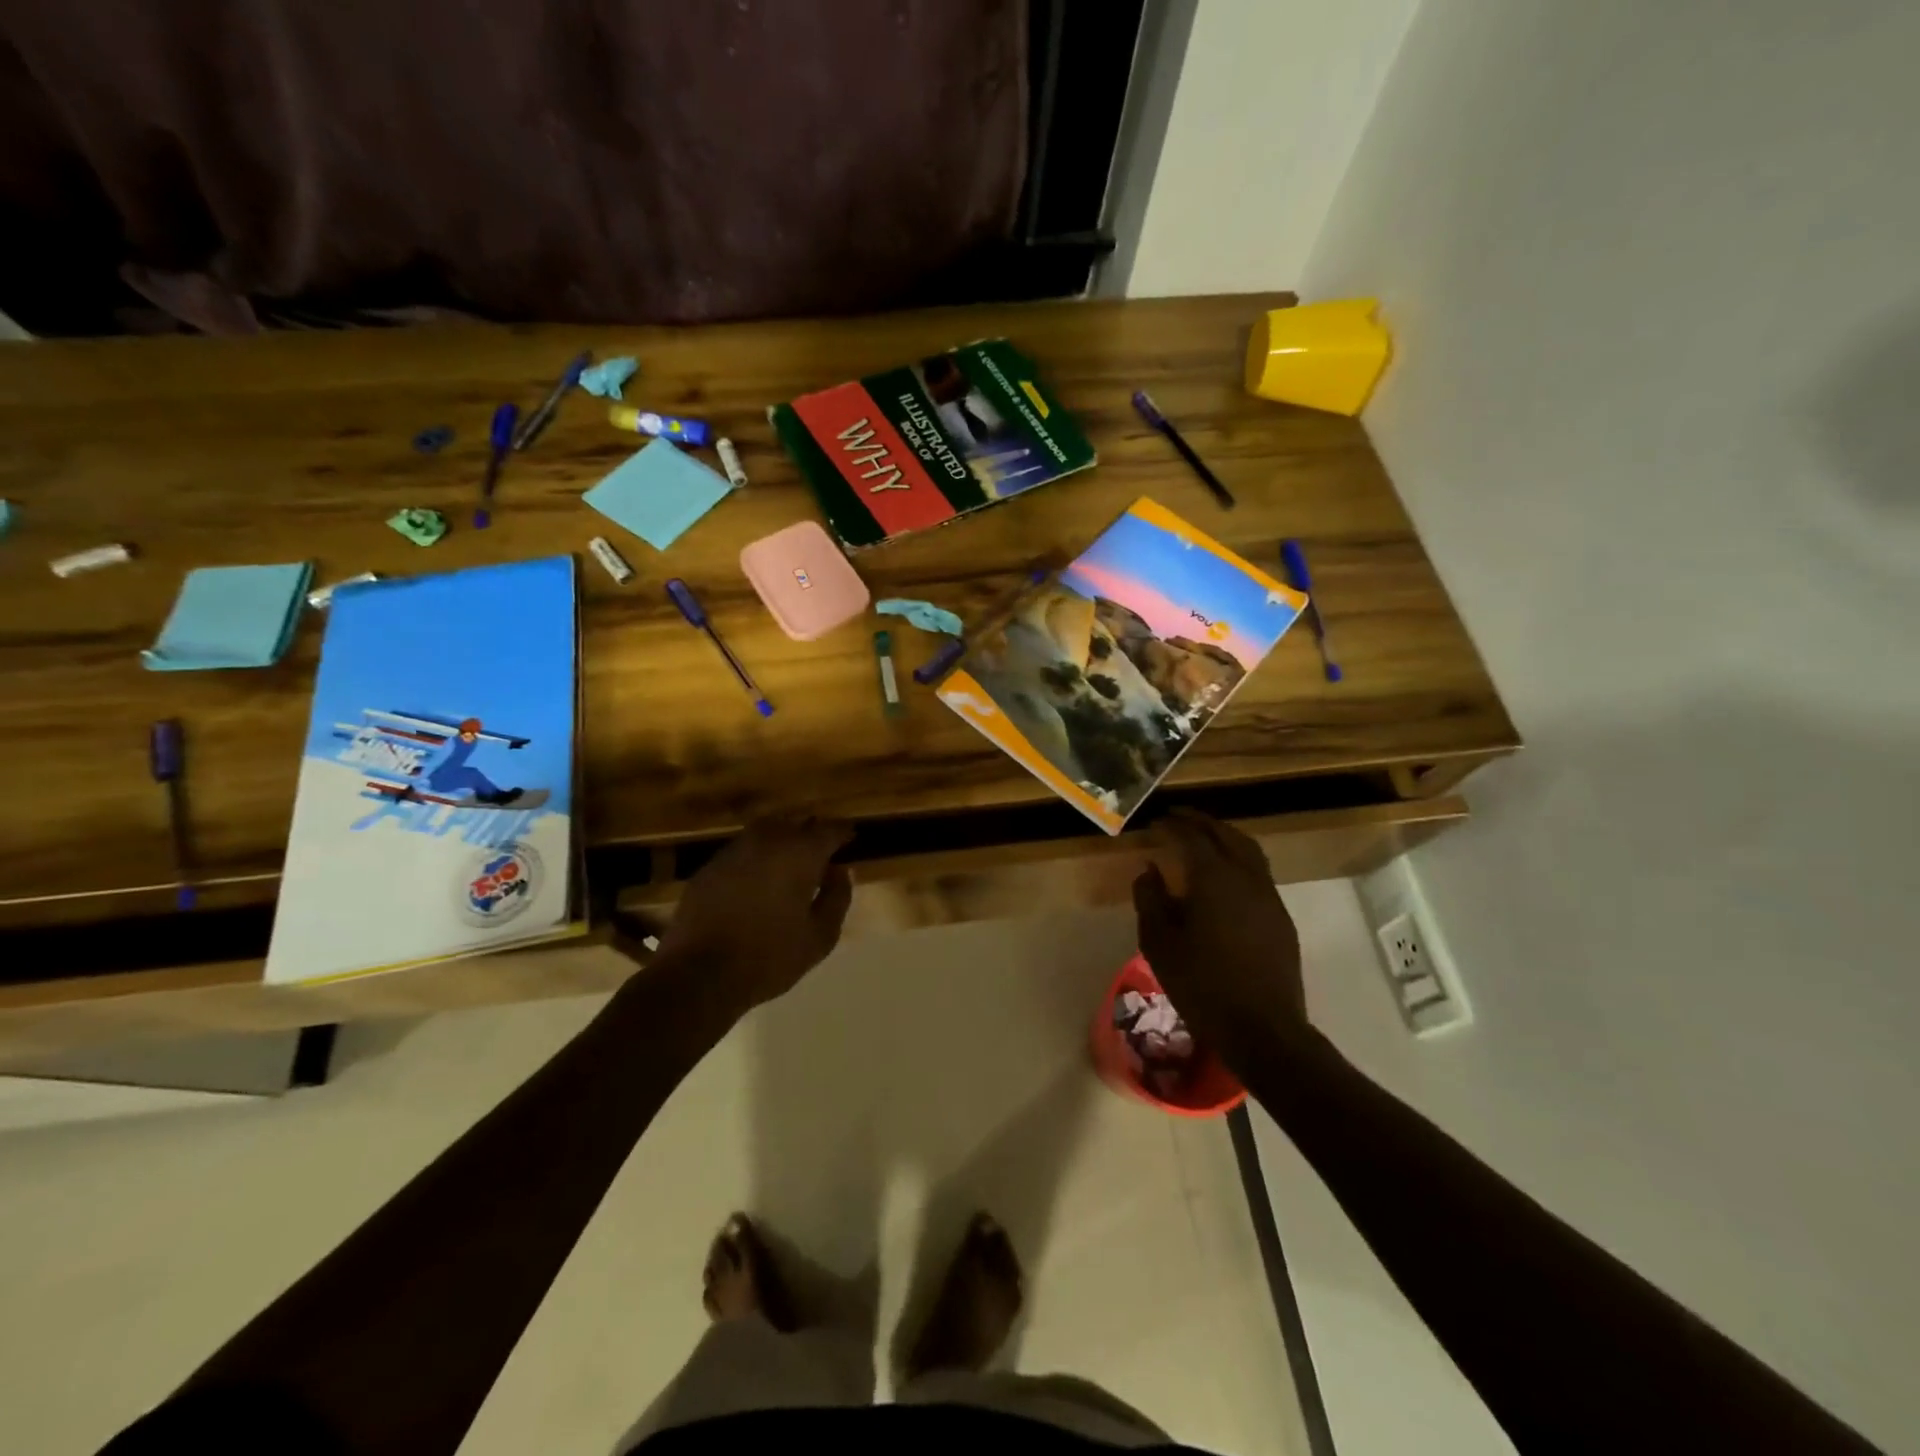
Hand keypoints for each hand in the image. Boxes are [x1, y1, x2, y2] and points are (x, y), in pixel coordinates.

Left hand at [654, 817, 853, 1010]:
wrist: (698, 975)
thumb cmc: (769, 957)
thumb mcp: (820, 937)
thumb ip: (837, 898)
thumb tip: (839, 871)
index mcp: (799, 853)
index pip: (829, 830)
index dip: (843, 833)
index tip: (851, 840)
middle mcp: (766, 841)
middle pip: (795, 823)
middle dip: (810, 834)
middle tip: (820, 854)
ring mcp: (733, 851)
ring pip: (765, 832)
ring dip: (781, 842)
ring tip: (789, 866)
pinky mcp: (709, 867)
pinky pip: (741, 851)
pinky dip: (755, 858)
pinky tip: (757, 882)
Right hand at [1132, 810, 1307, 1068]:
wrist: (1263, 1029)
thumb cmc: (1202, 985)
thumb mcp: (1159, 943)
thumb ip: (1150, 899)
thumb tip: (1150, 869)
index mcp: (1214, 878)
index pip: (1192, 837)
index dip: (1172, 826)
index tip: (1155, 822)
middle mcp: (1246, 877)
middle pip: (1226, 835)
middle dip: (1201, 822)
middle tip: (1178, 817)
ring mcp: (1269, 897)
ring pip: (1249, 851)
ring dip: (1224, 836)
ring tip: (1203, 837)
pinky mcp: (1281, 918)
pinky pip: (1259, 872)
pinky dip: (1238, 859)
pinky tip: (1224, 876)